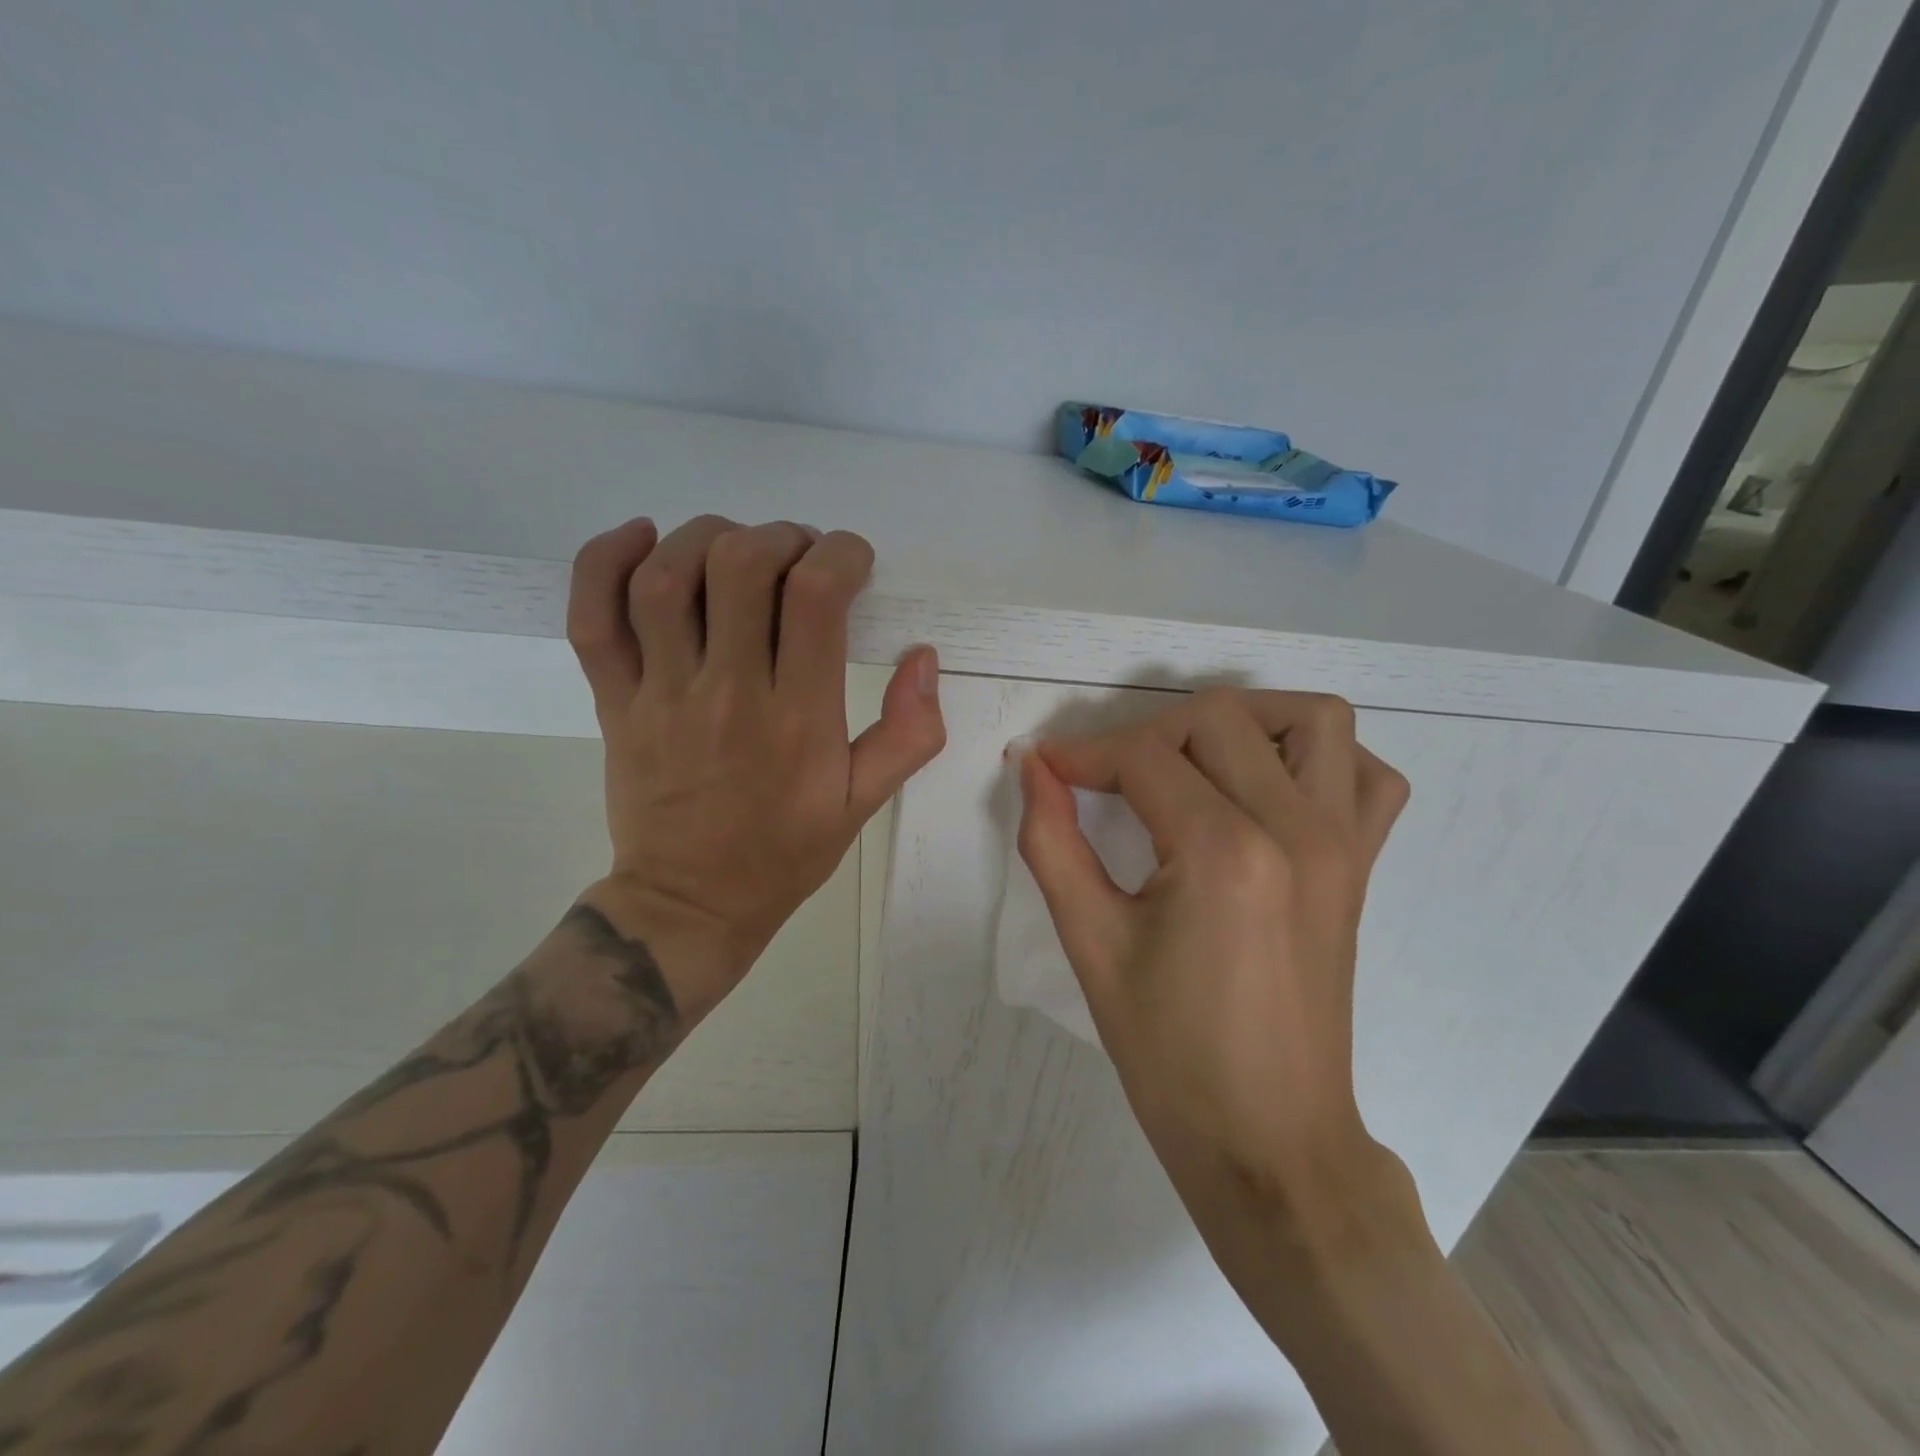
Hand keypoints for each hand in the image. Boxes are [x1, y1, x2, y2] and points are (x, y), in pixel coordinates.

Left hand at [565, 515, 945, 1016]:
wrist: (691, 902)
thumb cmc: (785, 852)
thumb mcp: (864, 803)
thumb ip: (908, 733)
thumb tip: (923, 656)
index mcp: (798, 717)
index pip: (816, 596)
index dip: (841, 555)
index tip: (852, 564)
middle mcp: (728, 692)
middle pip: (740, 566)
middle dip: (780, 538)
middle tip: (799, 558)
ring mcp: (661, 694)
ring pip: (666, 577)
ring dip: (706, 537)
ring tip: (736, 549)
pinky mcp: (614, 702)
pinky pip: (593, 617)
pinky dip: (605, 561)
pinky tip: (642, 538)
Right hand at [1014, 688, 1407, 1217]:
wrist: (1269, 1141)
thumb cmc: (1170, 1054)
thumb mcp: (1091, 943)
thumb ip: (1053, 841)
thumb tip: (1031, 767)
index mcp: (1223, 852)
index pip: (1143, 758)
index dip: (1082, 754)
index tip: (1045, 767)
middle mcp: (1296, 828)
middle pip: (1217, 720)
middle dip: (1145, 734)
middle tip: (1104, 779)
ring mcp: (1343, 844)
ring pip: (1312, 720)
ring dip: (1243, 721)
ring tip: (1190, 762)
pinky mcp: (1362, 867)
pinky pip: (1367, 776)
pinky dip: (1318, 759)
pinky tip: (1266, 789)